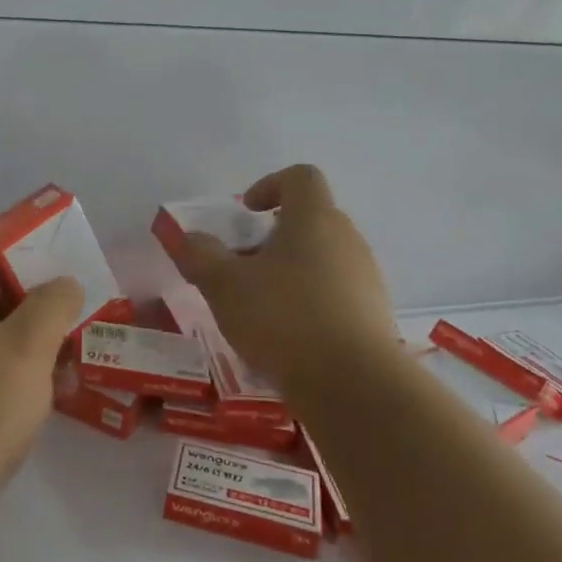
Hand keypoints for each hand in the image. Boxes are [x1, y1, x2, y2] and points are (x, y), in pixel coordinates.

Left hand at [0, 232, 84, 516]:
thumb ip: (51, 305)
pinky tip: (50, 401)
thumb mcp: (26, 345)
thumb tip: (63, 285)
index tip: (52, 255)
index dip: (10, 240)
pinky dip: (18, 382)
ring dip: (32, 345)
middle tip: (75, 311)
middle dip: (33, 299)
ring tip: (74, 360)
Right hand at [172, 164, 397, 388]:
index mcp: (314, 218)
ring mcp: (366, 277)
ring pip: (323, 259)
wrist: (352, 385)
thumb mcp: (225, 286)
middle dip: (273, 237)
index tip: (246, 212)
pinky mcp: (374, 315)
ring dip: (291, 272)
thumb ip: (200, 256)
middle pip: (311, 219)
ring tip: (261, 307)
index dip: (270, 185)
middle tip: (243, 266)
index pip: (300, 177)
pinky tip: (289, 337)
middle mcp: (347, 239)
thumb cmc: (283, 318)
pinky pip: (337, 294)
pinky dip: (310, 303)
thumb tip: (187, 237)